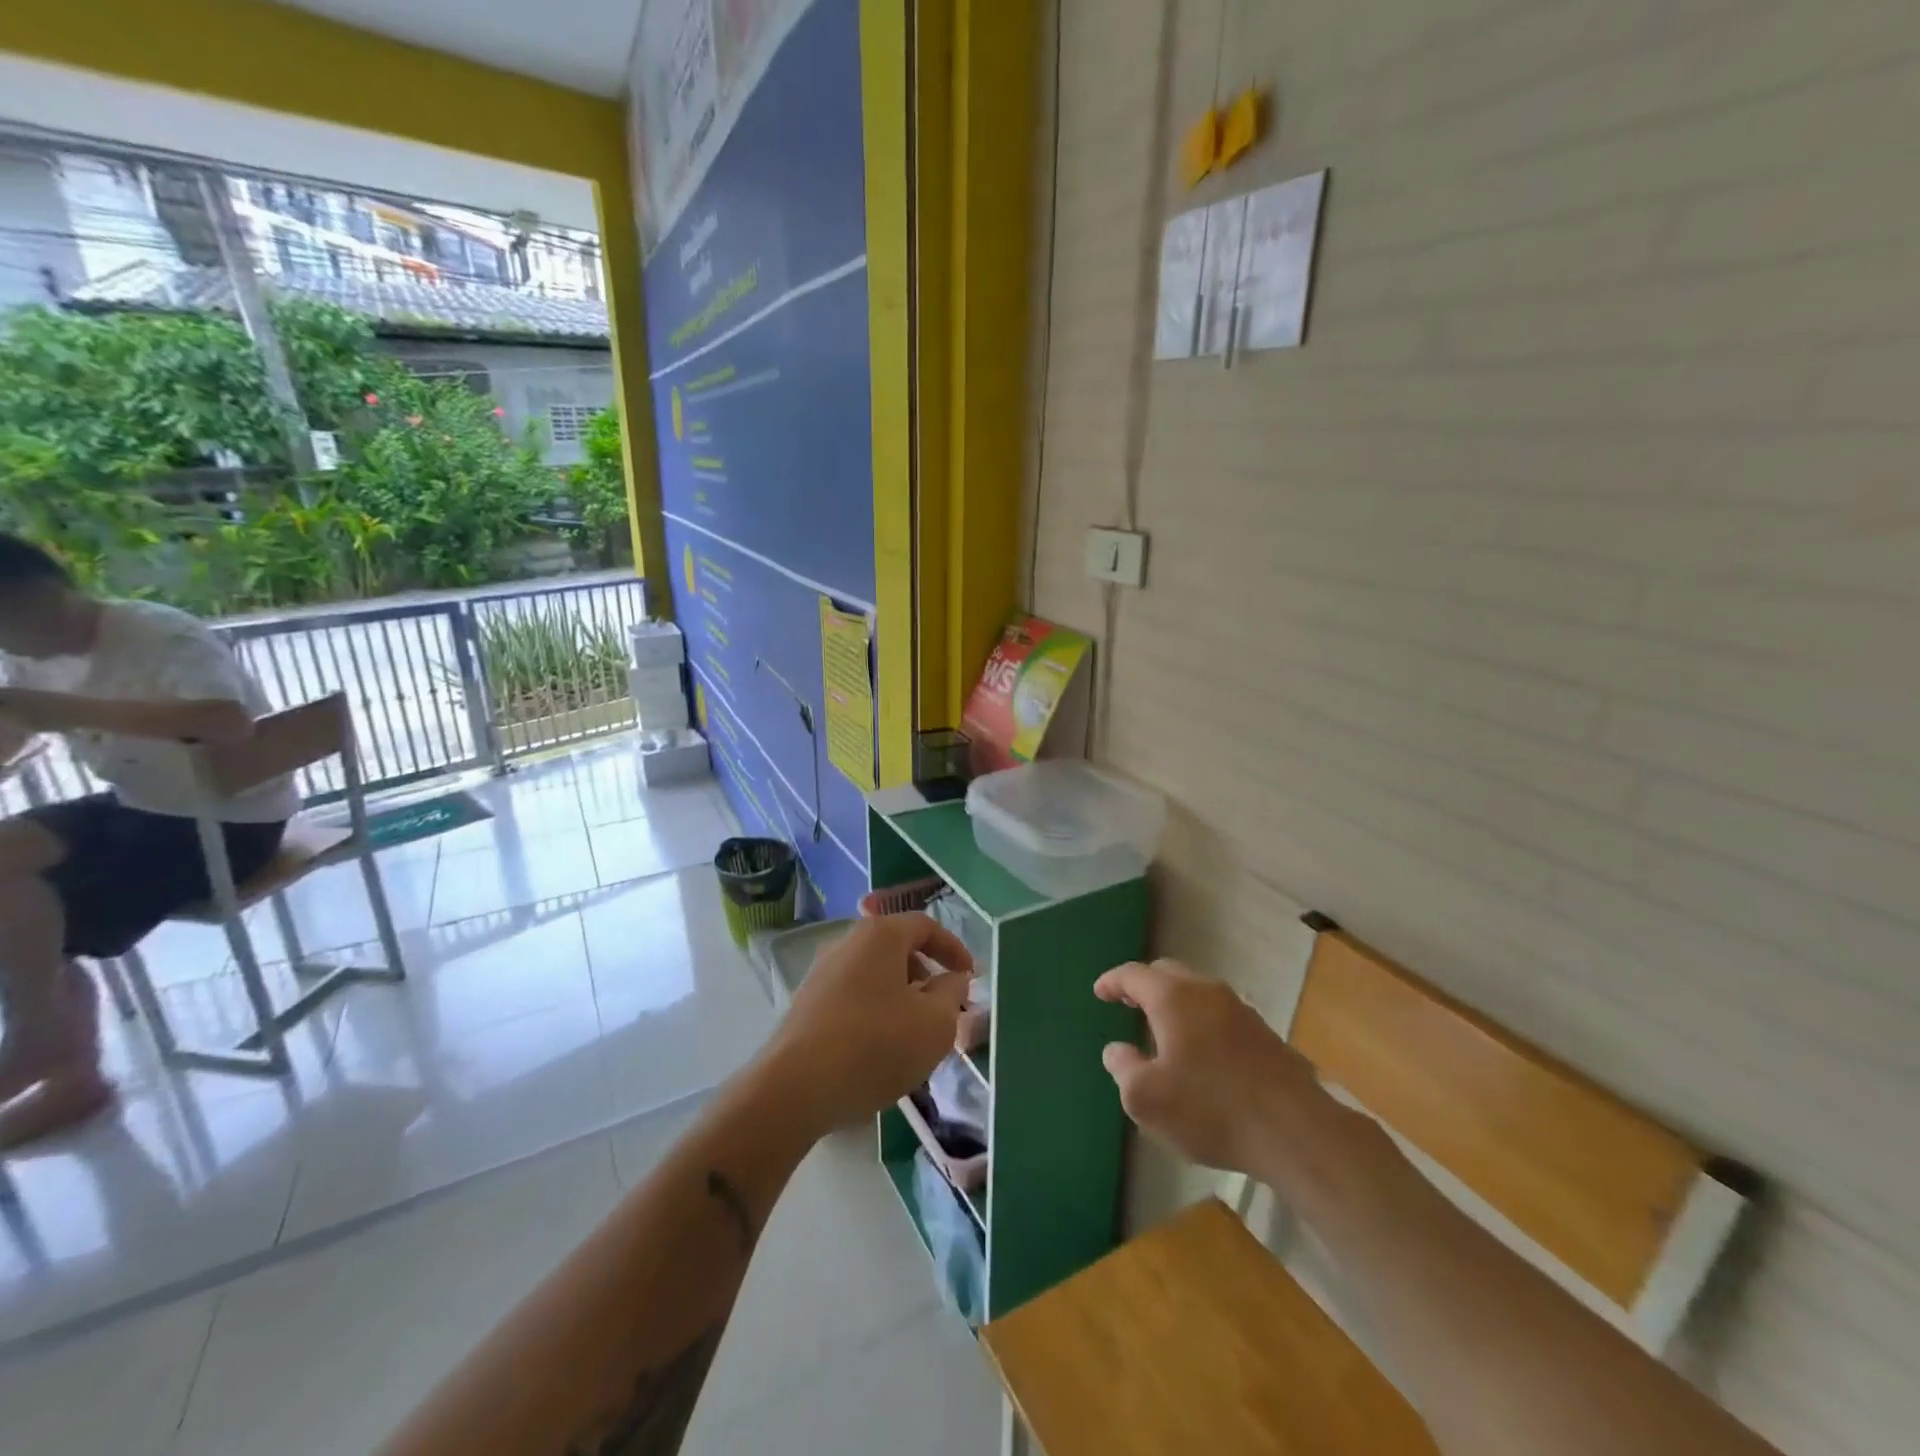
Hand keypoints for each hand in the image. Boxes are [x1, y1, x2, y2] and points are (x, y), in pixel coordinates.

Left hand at [764, 912, 973, 1132]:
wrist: (794, 1089)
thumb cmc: (875, 1046)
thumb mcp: (934, 1023)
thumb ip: (951, 994)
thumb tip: (952, 979)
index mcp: (880, 935)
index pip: (926, 926)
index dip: (954, 949)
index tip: (971, 978)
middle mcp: (847, 943)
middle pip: (898, 949)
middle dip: (927, 976)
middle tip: (944, 1010)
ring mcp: (821, 973)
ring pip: (875, 976)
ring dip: (901, 998)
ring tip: (914, 1036)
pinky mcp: (805, 1004)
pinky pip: (853, 997)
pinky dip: (875, 1012)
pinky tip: (880, 1050)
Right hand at [1095, 958, 1319, 1173]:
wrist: (1295, 1132)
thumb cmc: (1210, 1109)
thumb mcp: (1146, 1099)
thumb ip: (1124, 1068)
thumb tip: (1117, 1050)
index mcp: (1173, 998)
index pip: (1134, 974)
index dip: (1113, 981)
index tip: (1099, 992)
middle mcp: (1206, 992)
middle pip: (1168, 974)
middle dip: (1144, 985)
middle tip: (1128, 1003)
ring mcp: (1240, 1010)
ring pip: (1197, 992)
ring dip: (1175, 1003)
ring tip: (1162, 1029)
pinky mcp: (1264, 1034)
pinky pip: (1219, 1014)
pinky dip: (1199, 1021)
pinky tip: (1200, 1053)